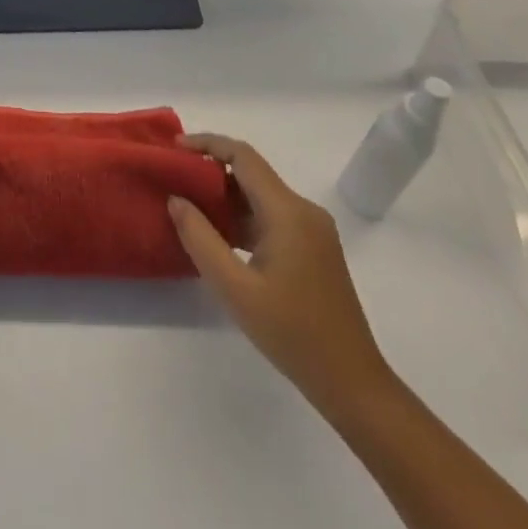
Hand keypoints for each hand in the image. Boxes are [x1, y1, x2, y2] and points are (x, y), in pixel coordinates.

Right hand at [167, 134, 391, 408]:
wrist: (353, 384)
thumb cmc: (293, 334)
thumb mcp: (235, 289)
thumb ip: (200, 238)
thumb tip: (176, 199)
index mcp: (288, 212)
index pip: (243, 156)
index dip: (207, 144)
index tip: (175, 148)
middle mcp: (304, 210)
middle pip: (251, 173)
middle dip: (211, 172)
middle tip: (175, 181)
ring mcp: (313, 230)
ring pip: (261, 196)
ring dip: (226, 197)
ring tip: (189, 209)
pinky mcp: (314, 248)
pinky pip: (271, 217)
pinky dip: (243, 218)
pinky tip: (220, 237)